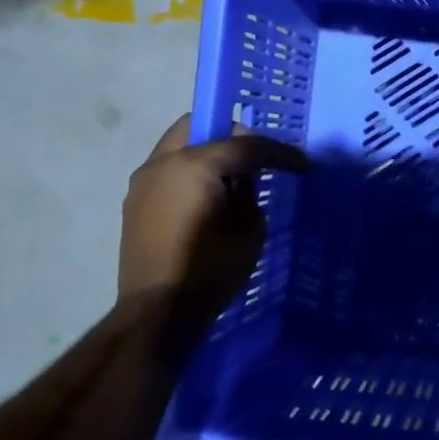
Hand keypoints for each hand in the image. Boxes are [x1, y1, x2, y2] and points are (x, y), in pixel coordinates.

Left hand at [118, 115, 308, 308]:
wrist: (158, 312)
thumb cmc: (211, 269)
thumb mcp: (249, 228)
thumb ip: (248, 191)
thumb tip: (242, 178)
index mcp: (194, 164)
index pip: (245, 143)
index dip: (279, 152)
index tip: (303, 164)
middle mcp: (163, 163)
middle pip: (201, 127)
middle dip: (233, 136)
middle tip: (257, 159)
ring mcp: (143, 181)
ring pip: (181, 147)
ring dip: (208, 153)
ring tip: (232, 180)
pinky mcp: (135, 202)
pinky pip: (170, 171)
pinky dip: (192, 173)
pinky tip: (208, 197)